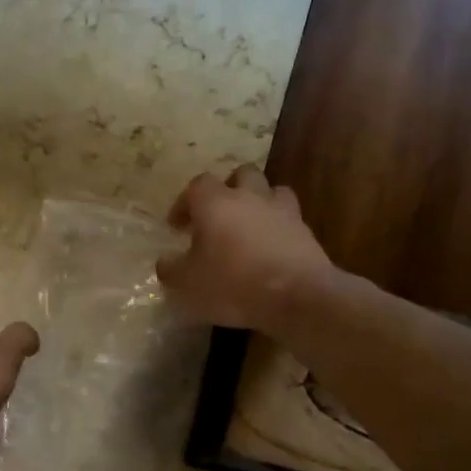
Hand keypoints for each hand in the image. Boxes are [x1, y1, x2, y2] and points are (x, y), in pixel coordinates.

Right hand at [157, 165, 336, 332]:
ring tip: (248, 227)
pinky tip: (270, 249)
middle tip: (217, 215)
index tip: (177, 226)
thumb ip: (171, 270)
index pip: (196, 186)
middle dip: (227, 189)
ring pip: (270, 191)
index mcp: (215, 203)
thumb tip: (165, 262)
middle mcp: (250, 197)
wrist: (297, 296)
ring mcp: (282, 211)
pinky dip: (278, 227)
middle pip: (240, 174)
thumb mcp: (187, 285)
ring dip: (258, 202)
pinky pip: (289, 219)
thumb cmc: (232, 284)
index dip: (184, 203)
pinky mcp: (305, 231)